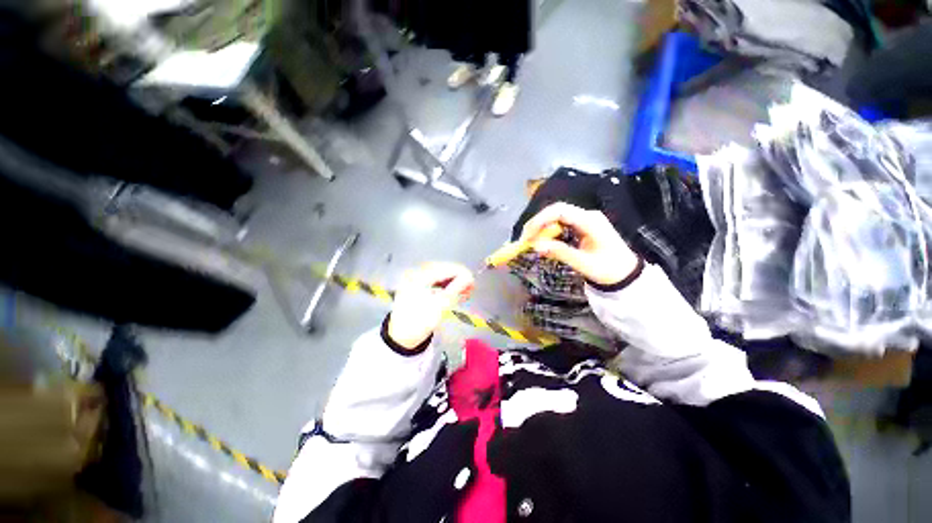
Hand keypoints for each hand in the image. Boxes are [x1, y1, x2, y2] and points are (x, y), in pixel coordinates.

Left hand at [388, 262, 474, 349]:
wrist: (402, 338)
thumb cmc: (419, 323)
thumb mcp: (440, 306)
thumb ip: (456, 288)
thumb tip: (470, 277)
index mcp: (418, 277)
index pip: (443, 269)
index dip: (461, 273)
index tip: (473, 281)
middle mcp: (415, 273)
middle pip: (442, 270)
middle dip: (458, 277)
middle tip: (471, 287)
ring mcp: (415, 279)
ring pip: (440, 275)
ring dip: (453, 282)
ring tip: (466, 291)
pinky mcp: (417, 285)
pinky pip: (435, 280)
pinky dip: (446, 285)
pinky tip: (455, 291)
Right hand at [518, 202, 638, 285]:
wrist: (627, 275)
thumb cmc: (608, 269)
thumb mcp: (584, 263)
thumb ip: (560, 252)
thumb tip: (535, 246)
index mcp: (590, 221)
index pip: (559, 211)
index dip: (539, 220)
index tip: (527, 236)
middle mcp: (587, 215)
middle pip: (555, 211)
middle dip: (537, 224)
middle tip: (525, 239)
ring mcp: (585, 220)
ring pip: (556, 217)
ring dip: (541, 227)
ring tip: (530, 241)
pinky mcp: (581, 226)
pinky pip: (560, 224)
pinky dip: (548, 232)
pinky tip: (542, 241)